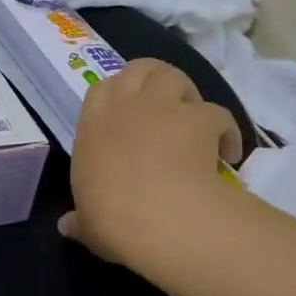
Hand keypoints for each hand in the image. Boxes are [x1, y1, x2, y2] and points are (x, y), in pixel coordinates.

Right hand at [59, 58, 240, 268]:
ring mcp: (164, 106)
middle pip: (140, 68)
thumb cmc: (110, 217)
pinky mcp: (200, 117)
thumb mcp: (87, 224)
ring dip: (186, 92)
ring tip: (194, 117)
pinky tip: (228, 152)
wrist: (156, 216)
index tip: (126, 115)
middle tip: (164, 103)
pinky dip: (225, 130)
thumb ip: (79, 220)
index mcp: (93, 125)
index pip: (101, 90)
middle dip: (152, 78)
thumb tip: (67, 227)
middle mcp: (126, 104)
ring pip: (175, 76)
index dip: (116, 95)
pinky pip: (218, 113)